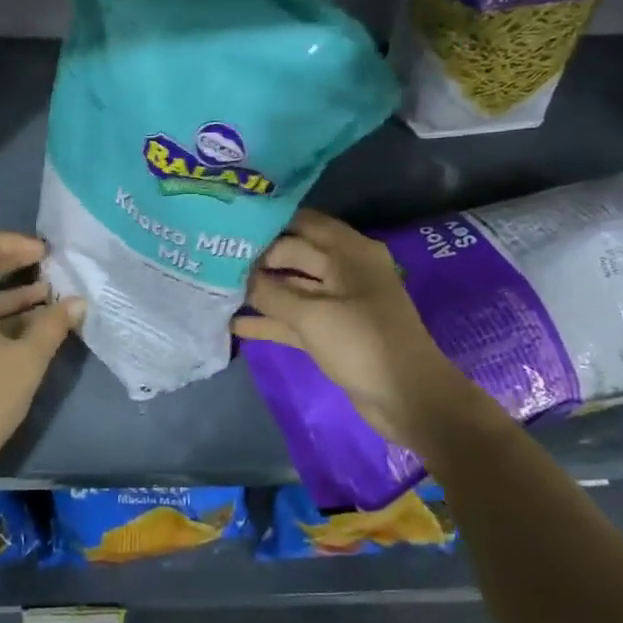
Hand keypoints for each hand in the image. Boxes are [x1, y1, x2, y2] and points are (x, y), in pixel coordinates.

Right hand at [233, 209, 474, 451]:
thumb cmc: (362, 343)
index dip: (265, 224)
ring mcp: (338, 301)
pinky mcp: (332, 330)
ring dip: (260, 290)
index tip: (227, 225)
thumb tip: (236, 276)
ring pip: (291, 287)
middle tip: (214, 257)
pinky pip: (295, 317)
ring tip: (216, 288)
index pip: (300, 224)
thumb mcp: (311, 315)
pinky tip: (235, 324)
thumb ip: (270, 292)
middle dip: (257, 258)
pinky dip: (270, 320)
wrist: (408, 398)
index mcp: (348, 251)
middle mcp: (344, 268)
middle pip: (293, 254)